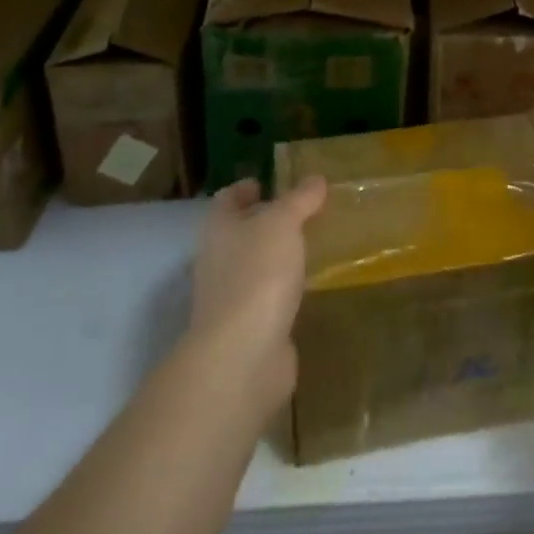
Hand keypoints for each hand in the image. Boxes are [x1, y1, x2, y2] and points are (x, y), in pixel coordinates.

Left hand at [188, 176, 326, 404]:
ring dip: (276, 256)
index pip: (227, 199)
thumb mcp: (282, 224)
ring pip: (254, 266)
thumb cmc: (257, 274)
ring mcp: (230, 297)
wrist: (243, 354)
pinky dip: (283, 288)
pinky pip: (267, 297)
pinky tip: (307, 285)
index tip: (266, 182)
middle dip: (264, 222)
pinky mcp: (249, 328)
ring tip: (310, 244)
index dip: (244, 189)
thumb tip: (315, 179)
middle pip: (238, 233)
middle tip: (300, 212)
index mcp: (219, 229)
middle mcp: (218, 260)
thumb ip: (299, 200)